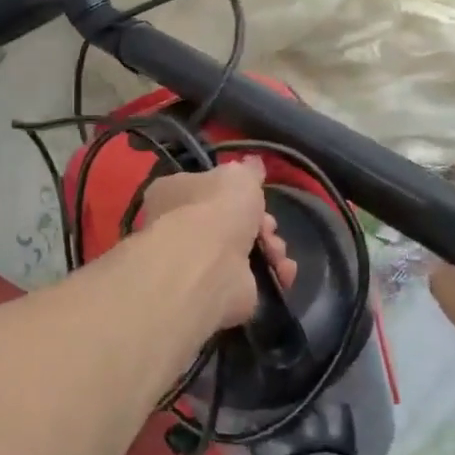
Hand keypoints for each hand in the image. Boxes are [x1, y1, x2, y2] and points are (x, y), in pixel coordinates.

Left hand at [138, 158, 295, 328]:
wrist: (208, 265)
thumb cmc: (215, 209)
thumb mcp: (237, 175)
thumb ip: (247, 170)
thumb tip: (251, 163)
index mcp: (173, 194)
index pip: (204, 188)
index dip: (233, 192)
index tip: (254, 194)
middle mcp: (180, 228)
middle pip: (231, 221)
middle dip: (260, 223)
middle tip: (267, 226)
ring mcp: (199, 262)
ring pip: (247, 250)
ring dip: (271, 249)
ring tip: (275, 251)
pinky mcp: (219, 290)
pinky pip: (254, 279)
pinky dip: (273, 273)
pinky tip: (281, 271)